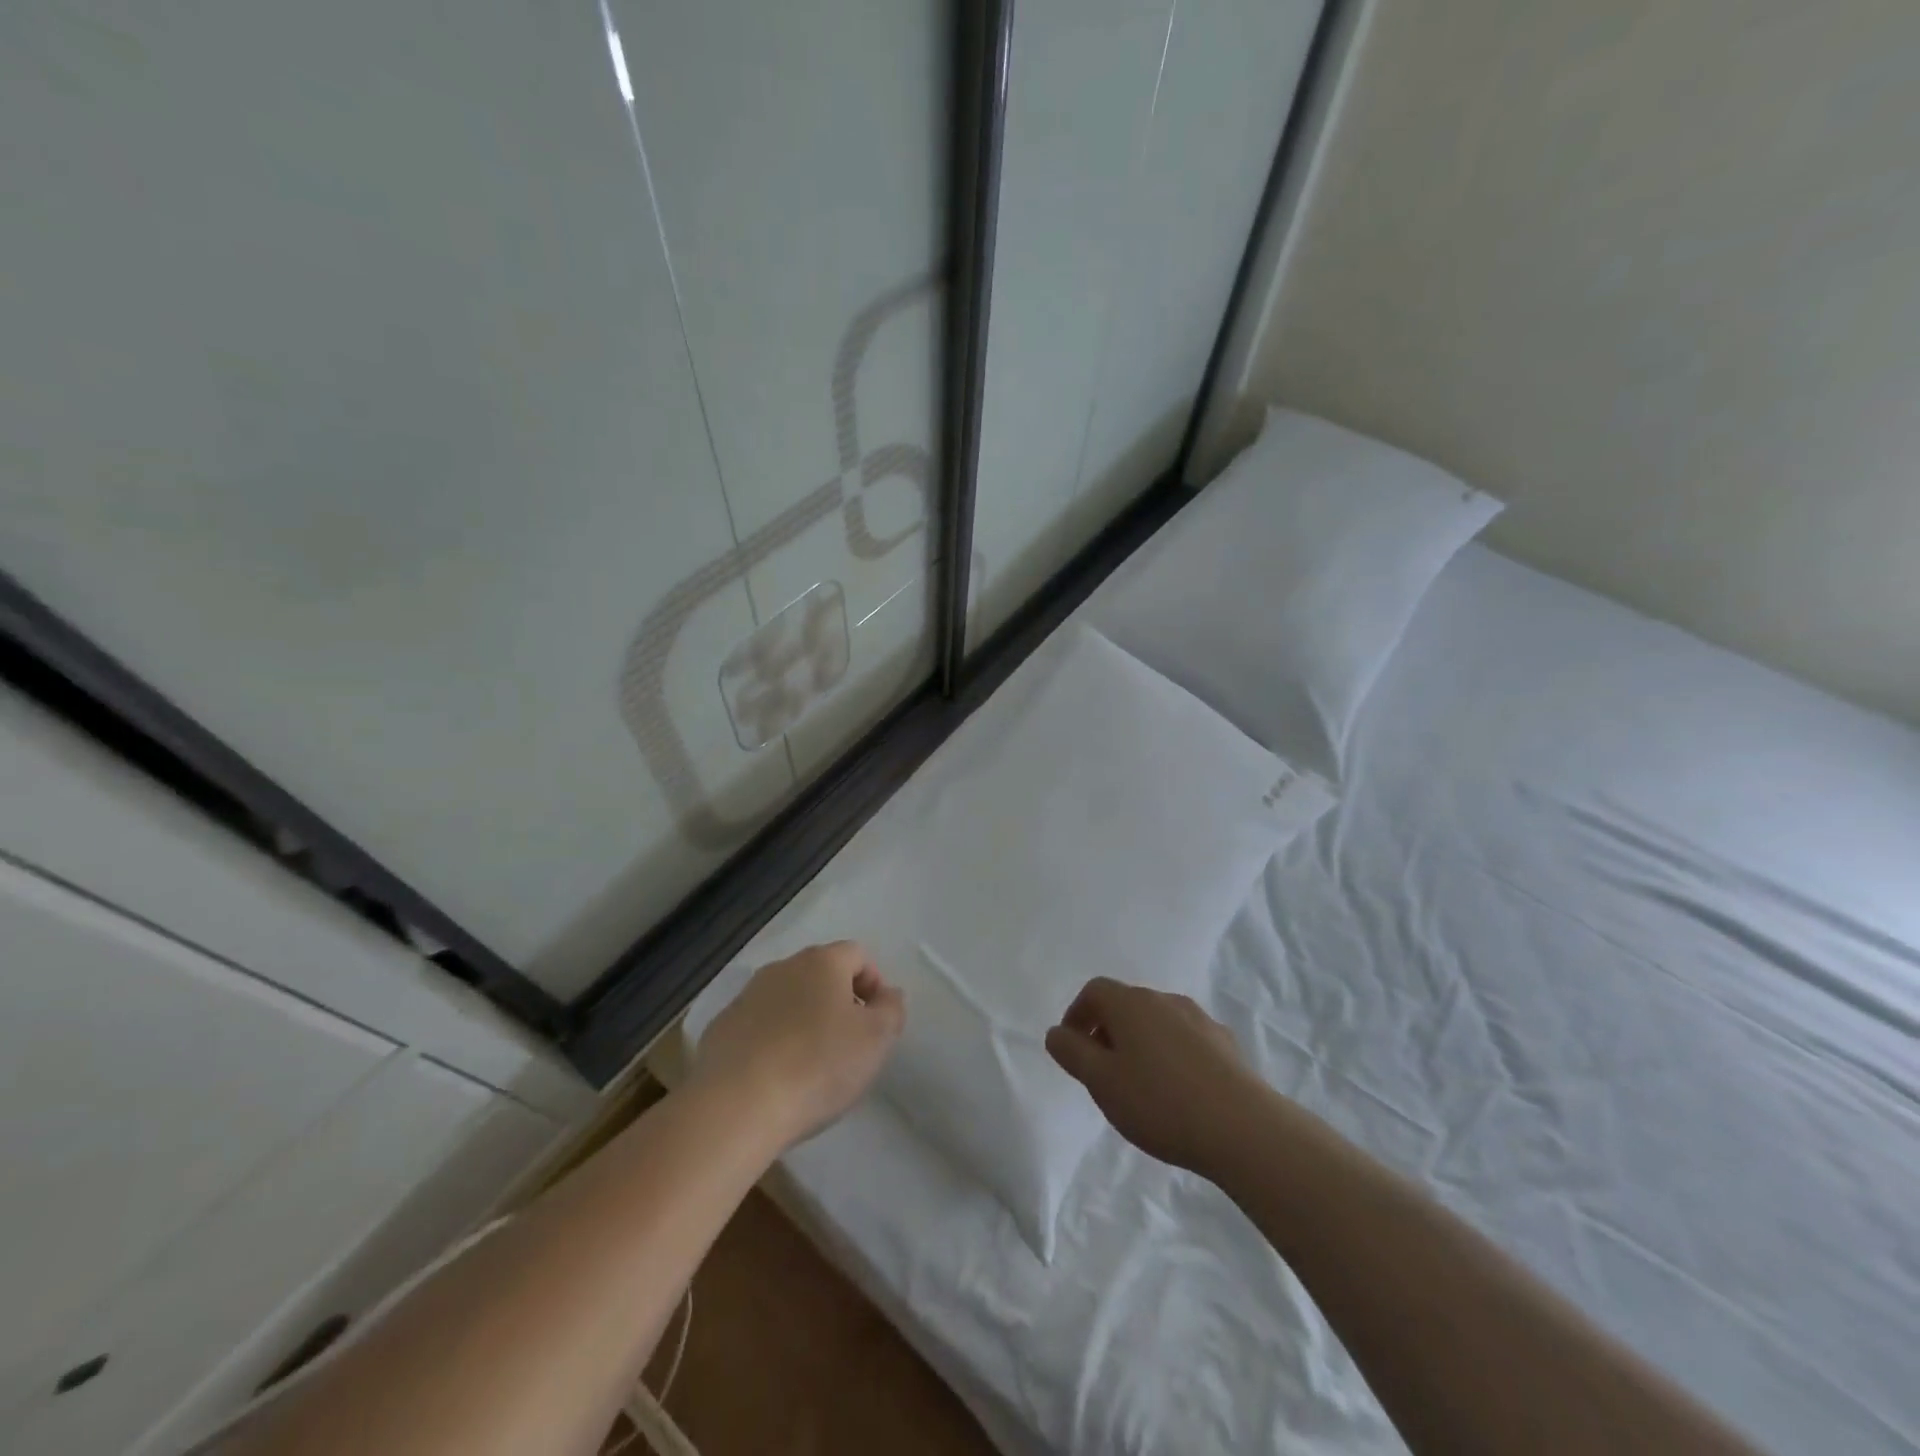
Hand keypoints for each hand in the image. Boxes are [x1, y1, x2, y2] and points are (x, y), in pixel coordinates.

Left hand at [691, 941, 904, 1149]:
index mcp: (822, 962)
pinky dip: (773, 1043)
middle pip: (821, 975)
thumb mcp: (876, 1039)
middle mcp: (782, 968)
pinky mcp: (721, 1029)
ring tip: (811, 1067)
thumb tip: (887, 995)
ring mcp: (746, 997)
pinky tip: (776, 1079)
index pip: (858, 955)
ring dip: (804, 1022)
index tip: (877, 1023)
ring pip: (788, 1000)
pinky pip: (758, 1027)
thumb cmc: (818, 1065)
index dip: (874, 984)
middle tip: (849, 1046)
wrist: (736, 1106)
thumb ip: (891, 1009)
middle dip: (839, 1003)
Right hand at [1045, 977, 1263, 1178]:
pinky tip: (1177, 1091)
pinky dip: (1171, 1055)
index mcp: (1131, 1003)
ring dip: (1140, 1043)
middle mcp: (1164, 1000)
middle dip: (1108, 1031)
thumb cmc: (1160, 1102)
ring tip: (1139, 1085)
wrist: (1243, 1128)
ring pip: (1157, 1022)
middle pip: (1126, 1004)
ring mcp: (1199, 1019)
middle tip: (1102, 1072)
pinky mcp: (1225, 1044)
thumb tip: (1056, 1032)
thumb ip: (1073, 1053)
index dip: (1077, 1015)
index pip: (1094, 991)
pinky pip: (1185, 1039)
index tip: (1073, 1049)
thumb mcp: (1101, 1082)